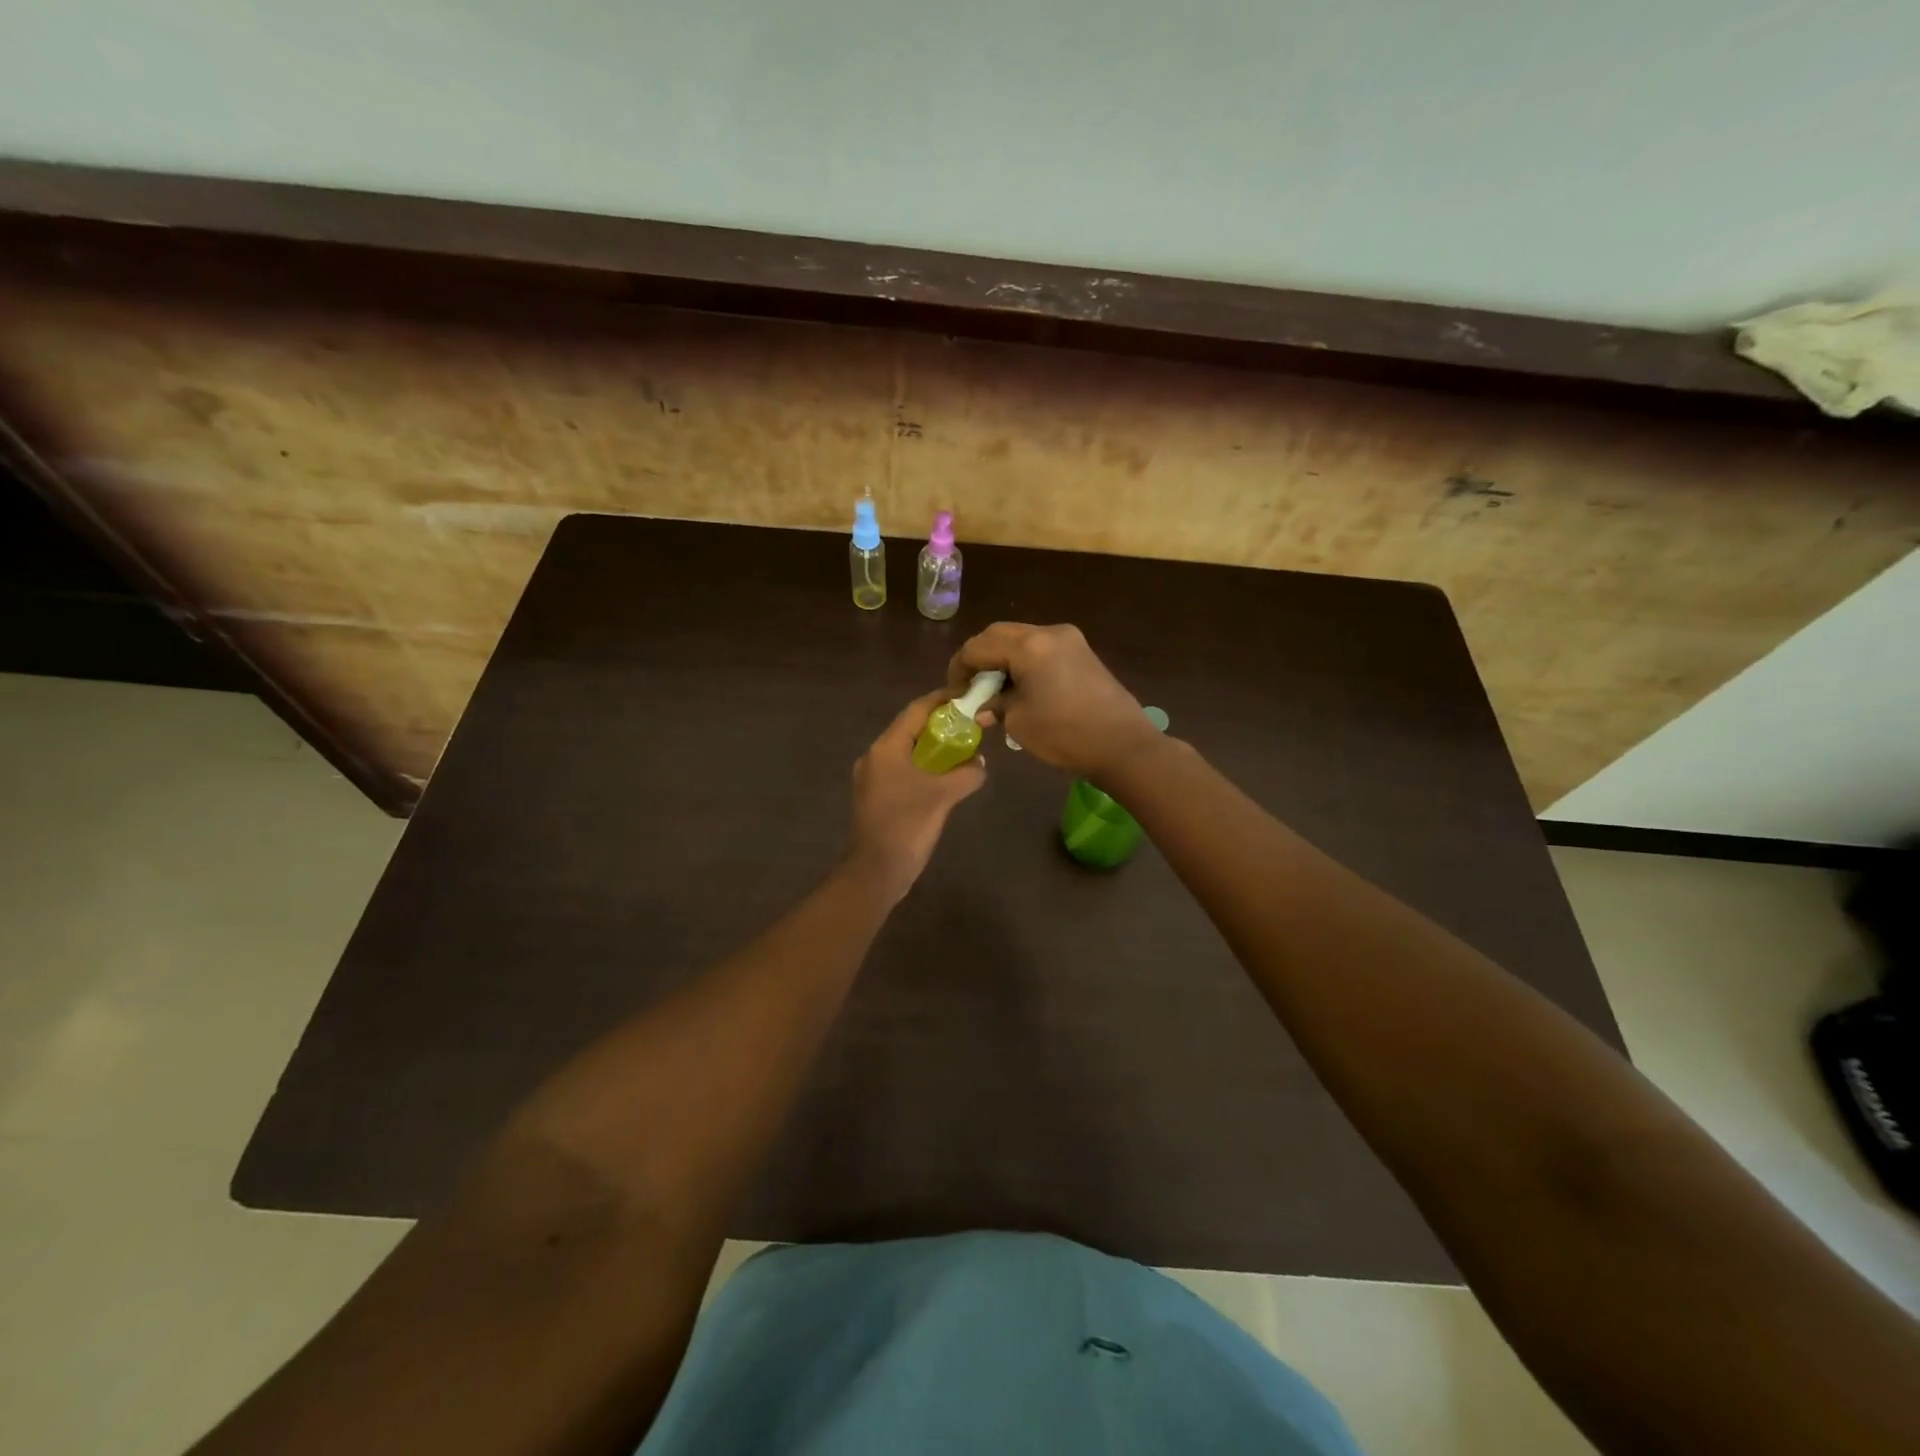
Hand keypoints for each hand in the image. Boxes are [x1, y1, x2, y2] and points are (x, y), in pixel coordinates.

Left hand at [846, 690, 986, 902]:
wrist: (877, 871)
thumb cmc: (908, 825)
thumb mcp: (944, 795)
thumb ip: (967, 772)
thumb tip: (980, 763)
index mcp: (886, 748)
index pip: (916, 710)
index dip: (942, 700)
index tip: (968, 697)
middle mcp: (875, 756)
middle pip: (911, 729)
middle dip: (941, 725)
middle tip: (971, 725)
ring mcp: (873, 778)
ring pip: (908, 752)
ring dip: (934, 749)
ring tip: (963, 750)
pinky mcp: (876, 797)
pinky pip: (903, 771)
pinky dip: (924, 768)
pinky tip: (945, 779)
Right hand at [947, 623, 1160, 780]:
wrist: (1123, 745)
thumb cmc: (1065, 735)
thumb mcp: (1018, 721)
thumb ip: (995, 705)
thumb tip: (983, 705)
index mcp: (1029, 646)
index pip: (978, 646)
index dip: (959, 668)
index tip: (954, 693)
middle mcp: (1048, 632)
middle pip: (998, 635)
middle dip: (979, 659)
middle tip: (970, 688)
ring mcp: (1069, 639)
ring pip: (1020, 639)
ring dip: (1001, 660)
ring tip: (995, 691)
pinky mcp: (1081, 651)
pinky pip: (1040, 648)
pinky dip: (1022, 662)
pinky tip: (1020, 688)